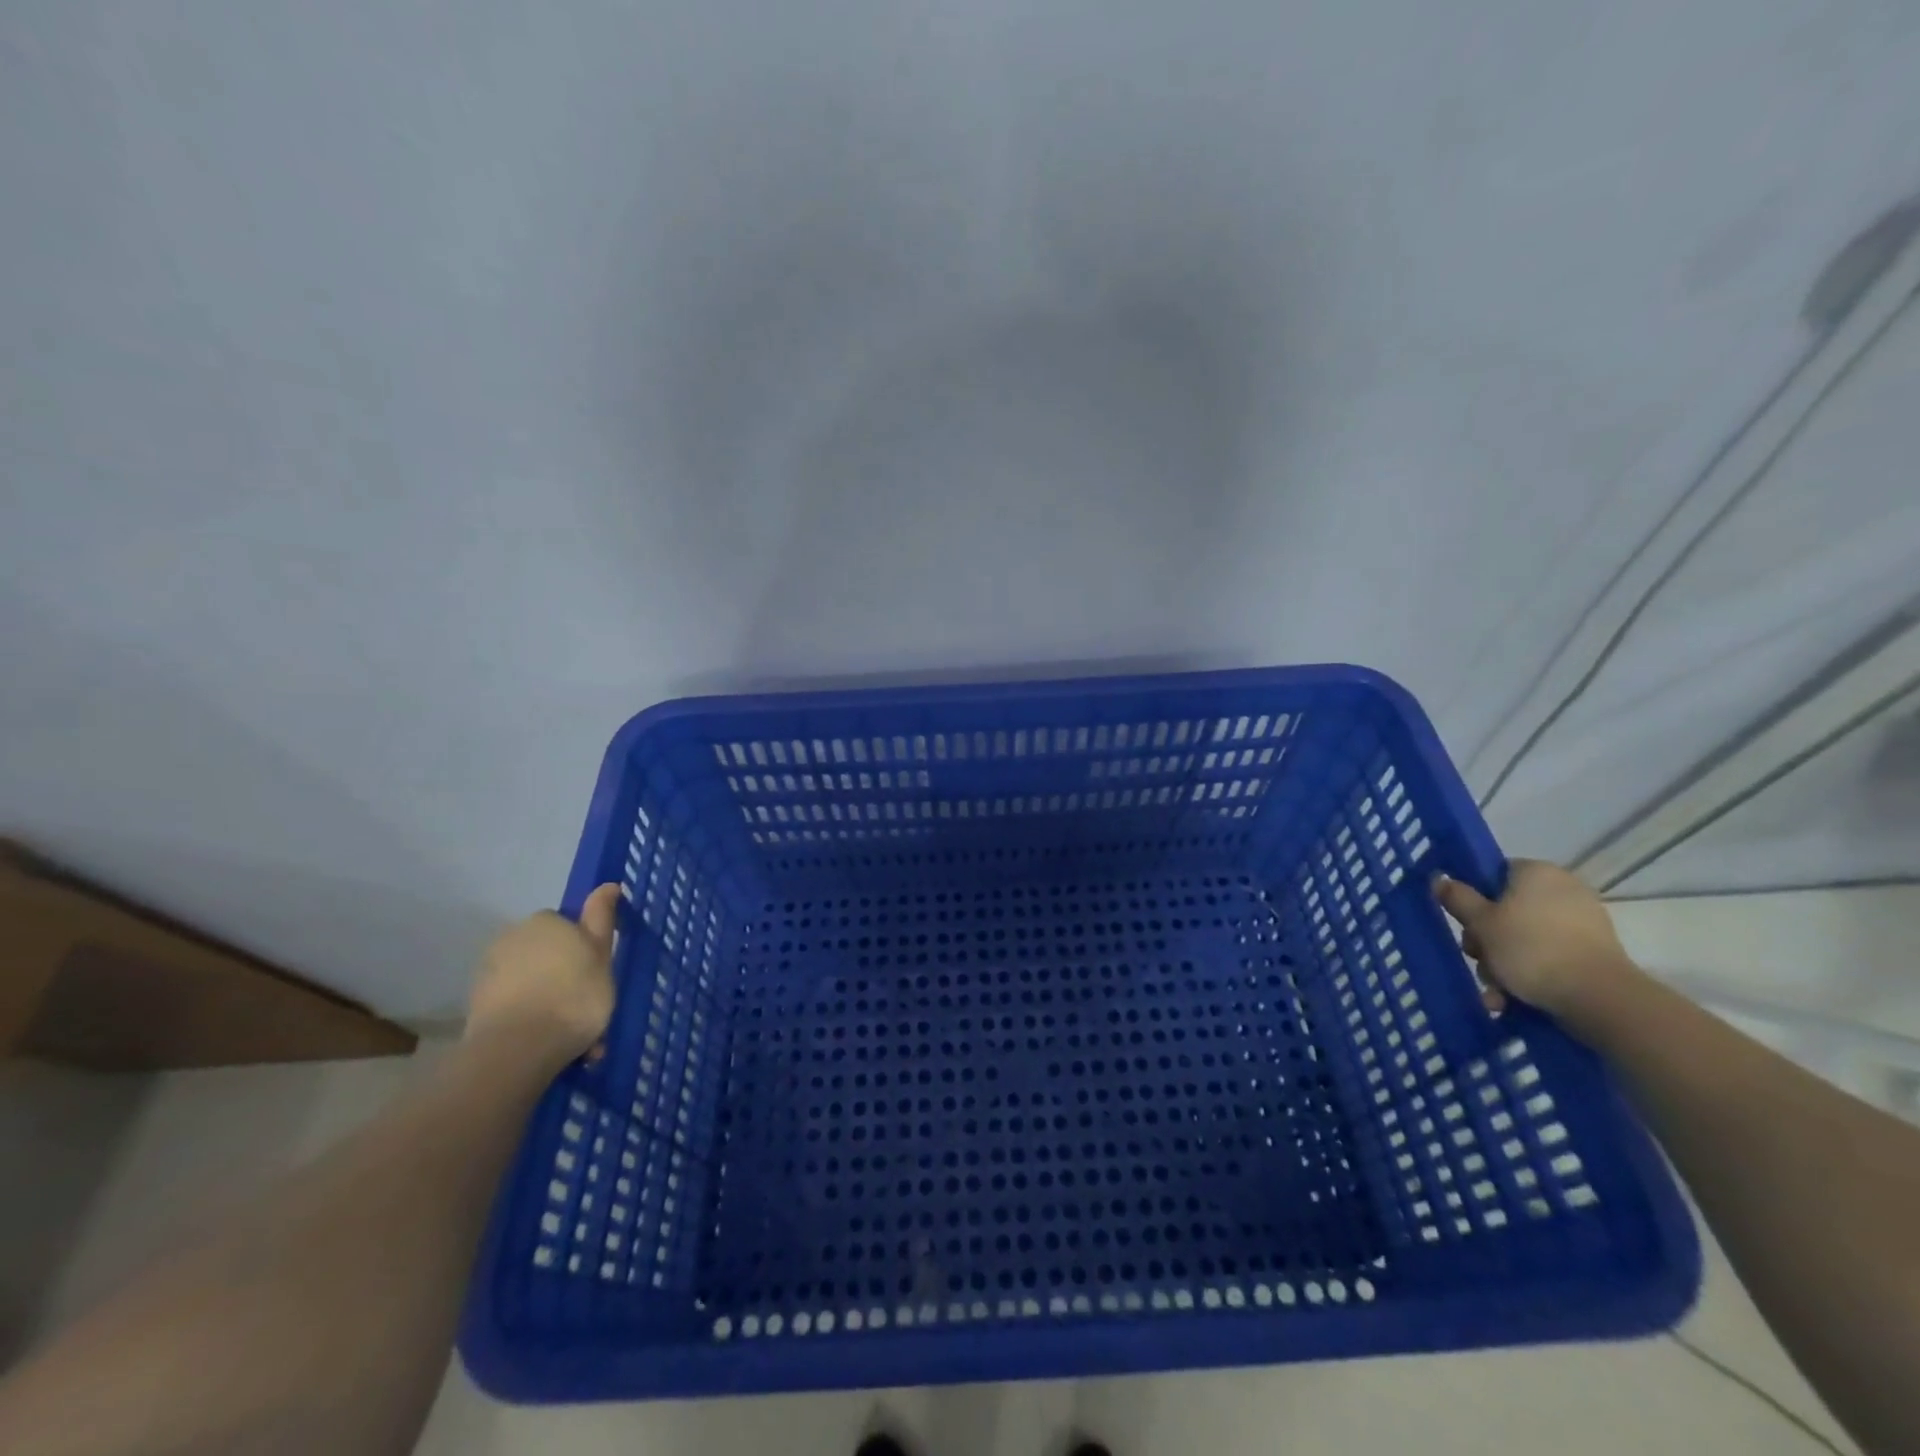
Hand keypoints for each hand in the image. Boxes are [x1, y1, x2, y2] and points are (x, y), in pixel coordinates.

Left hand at [467, 883, 620, 1064]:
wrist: (516, 1049)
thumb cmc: (573, 996)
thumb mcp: (602, 954)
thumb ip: (602, 918)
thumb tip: (607, 884)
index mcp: (546, 921)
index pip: (568, 926)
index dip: (584, 950)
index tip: (597, 975)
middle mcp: (513, 937)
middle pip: (547, 954)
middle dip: (564, 976)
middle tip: (587, 1007)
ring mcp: (490, 971)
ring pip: (532, 982)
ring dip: (548, 1001)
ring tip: (570, 1036)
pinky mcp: (477, 1005)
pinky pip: (514, 1006)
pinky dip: (529, 1019)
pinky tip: (546, 1044)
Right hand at [1433, 860, 1641, 1020]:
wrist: (1599, 998)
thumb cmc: (1530, 949)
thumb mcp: (1480, 923)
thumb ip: (1457, 898)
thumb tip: (1440, 878)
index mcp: (1537, 872)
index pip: (1494, 874)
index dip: (1474, 897)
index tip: (1465, 922)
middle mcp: (1564, 890)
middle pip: (1507, 910)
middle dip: (1487, 940)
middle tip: (1478, 959)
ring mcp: (1583, 922)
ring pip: (1525, 937)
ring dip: (1503, 963)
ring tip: (1495, 990)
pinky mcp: (1594, 953)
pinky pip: (1549, 956)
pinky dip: (1530, 974)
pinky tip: (1512, 999)